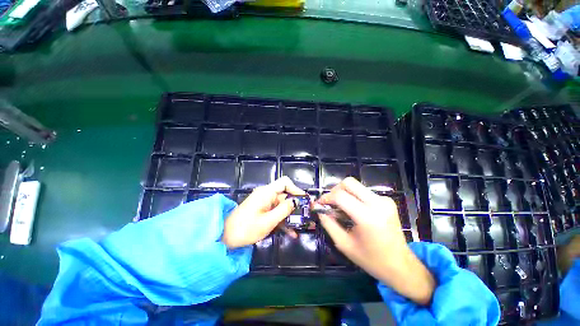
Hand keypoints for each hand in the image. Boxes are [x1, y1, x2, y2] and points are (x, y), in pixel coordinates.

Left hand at [223, 177, 304, 248]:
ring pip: (282, 206)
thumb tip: (296, 201)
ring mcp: (265, 203)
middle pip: (285, 195)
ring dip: (291, 216)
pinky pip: (276, 213)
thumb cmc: (246, 229)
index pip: (285, 182)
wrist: (225, 237)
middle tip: (307, 216)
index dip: (296, 189)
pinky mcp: (263, 211)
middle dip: (297, 206)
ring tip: (302, 226)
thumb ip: (283, 210)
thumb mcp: (268, 221)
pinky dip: (283, 221)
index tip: (304, 200)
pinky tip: (292, 233)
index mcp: (267, 193)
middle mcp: (267, 195)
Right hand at [317, 177, 434, 304]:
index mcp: (367, 217)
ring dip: (344, 193)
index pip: (340, 196)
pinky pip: (364, 192)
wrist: (401, 265)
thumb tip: (318, 209)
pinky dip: (354, 197)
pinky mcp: (387, 200)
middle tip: (330, 203)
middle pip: (349, 182)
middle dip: (335, 190)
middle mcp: (377, 203)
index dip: (326, 197)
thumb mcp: (344, 244)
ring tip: (340, 208)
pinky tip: (353, 210)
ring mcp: (384, 200)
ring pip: (356, 185)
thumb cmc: (371, 259)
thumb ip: (328, 223)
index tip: (319, 204)